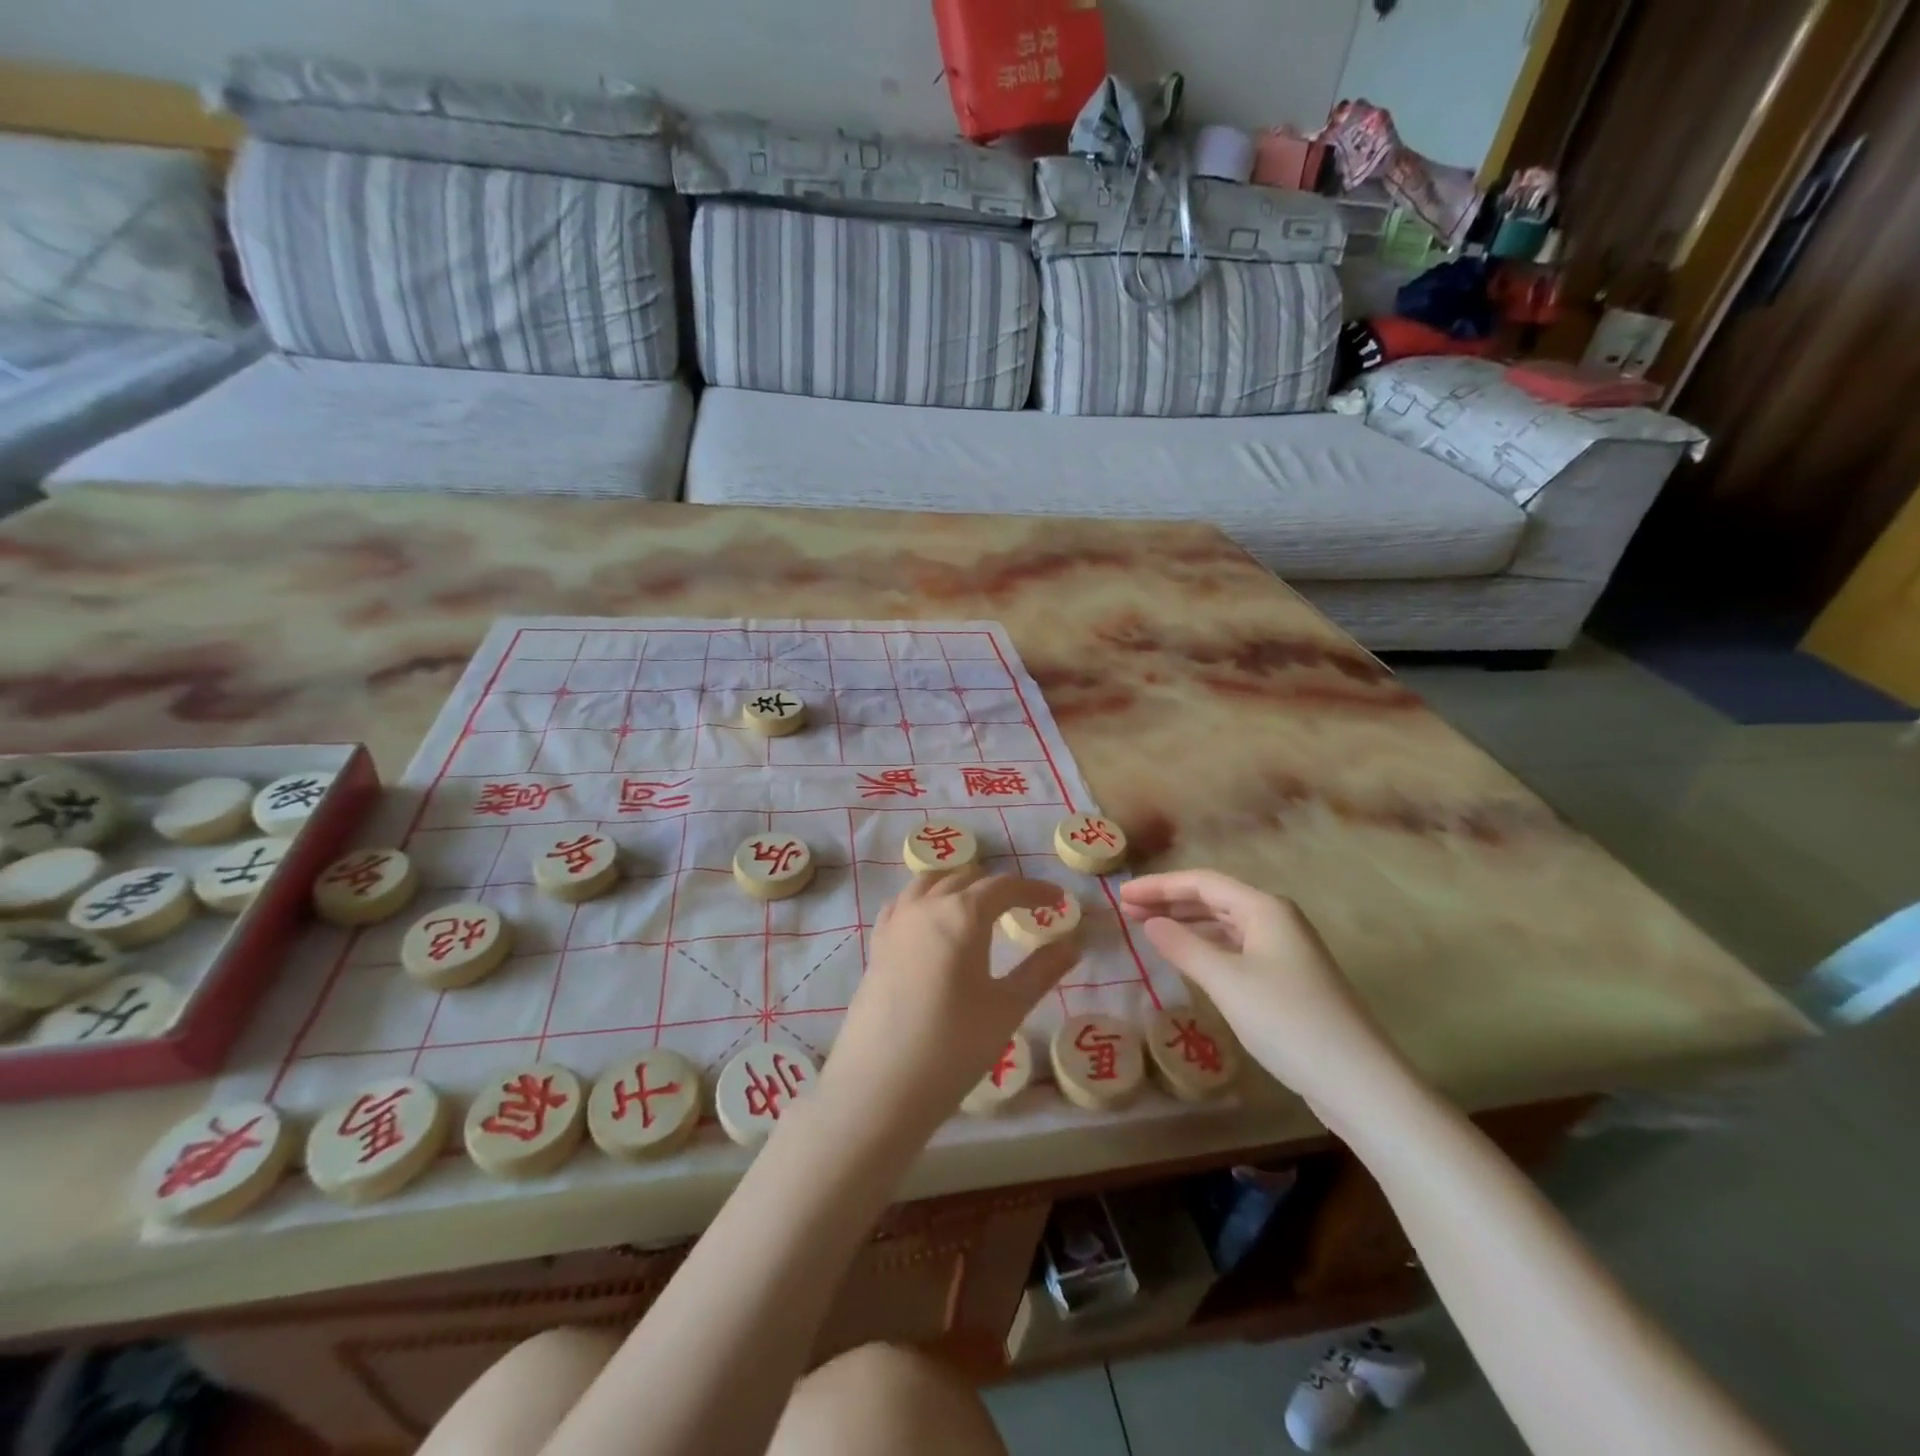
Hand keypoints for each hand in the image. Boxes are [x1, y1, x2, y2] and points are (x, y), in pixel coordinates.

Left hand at [818, 868, 1079, 1144]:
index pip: (1004, 887)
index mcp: (962, 913)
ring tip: (977, 907)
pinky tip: (932, 923)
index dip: (1035, 890)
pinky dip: (925, 900)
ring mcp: (895, 923)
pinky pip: (903, 904)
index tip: (1058, 900)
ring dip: (957, 886)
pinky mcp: (876, 945)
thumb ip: (1041, 970)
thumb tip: (1073, 944)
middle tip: (1022, 908)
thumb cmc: (954, 1046)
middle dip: (997, 888)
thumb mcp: (1007, 1008)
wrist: (880, 1086)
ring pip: (929, 883)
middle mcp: (926, 906)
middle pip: (965, 879)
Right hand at [1120, 870, 1410, 1121]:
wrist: (1357, 1081)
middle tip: (1127, 911)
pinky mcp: (1288, 978)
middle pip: (1214, 899)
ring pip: (1225, 924)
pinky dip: (1206, 946)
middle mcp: (1276, 919)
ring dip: (1186, 923)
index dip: (1159, 886)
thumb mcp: (1226, 981)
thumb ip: (1183, 947)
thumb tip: (1150, 923)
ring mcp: (1285, 949)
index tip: (1121, 895)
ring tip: (1148, 929)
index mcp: (1264, 908)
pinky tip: (1188, 957)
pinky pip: (1236, 947)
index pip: (1202, 882)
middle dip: (1169, 902)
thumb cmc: (1287, 1021)